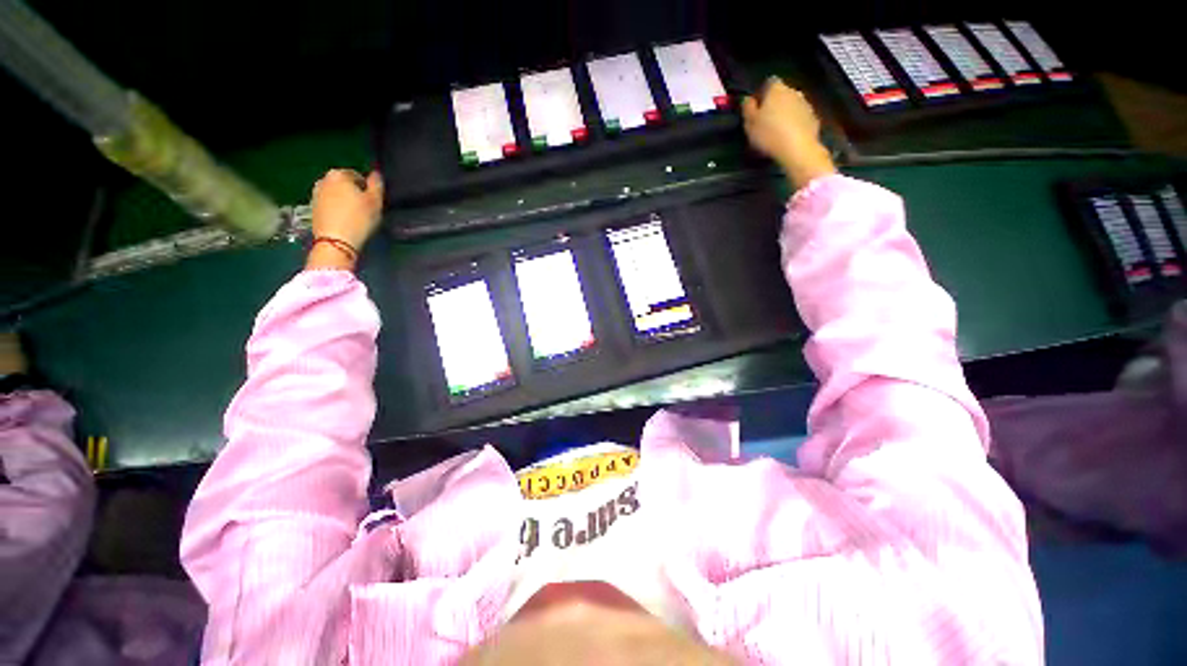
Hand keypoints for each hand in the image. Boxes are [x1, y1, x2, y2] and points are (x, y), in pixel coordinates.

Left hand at [307, 169, 383, 269]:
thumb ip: (377, 184)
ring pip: (336, 195)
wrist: (335, 241)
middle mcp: (323, 180)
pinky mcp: (312, 209)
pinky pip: (329, 205)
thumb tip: (376, 173)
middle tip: (365, 209)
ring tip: (355, 217)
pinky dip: (337, 210)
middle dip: (354, 194)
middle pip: (344, 184)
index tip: (373, 202)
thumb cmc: (359, 219)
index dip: (368, 189)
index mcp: (339, 174)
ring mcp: (315, 194)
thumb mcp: (376, 201)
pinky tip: (345, 222)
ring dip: (345, 202)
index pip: (358, 176)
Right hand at [742, 78, 835, 190]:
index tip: (756, 108)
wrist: (797, 148)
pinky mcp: (813, 117)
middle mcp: (793, 91)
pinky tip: (788, 137)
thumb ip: (747, 109)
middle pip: (781, 93)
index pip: (768, 83)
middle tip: (765, 121)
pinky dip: (794, 123)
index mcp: (776, 89)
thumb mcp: (750, 124)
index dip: (762, 94)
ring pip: (792, 105)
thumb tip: (747, 99)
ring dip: (785, 113)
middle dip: (774, 104)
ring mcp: (805, 103)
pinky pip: (800, 117)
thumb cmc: (769, 134)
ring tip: (777, 131)